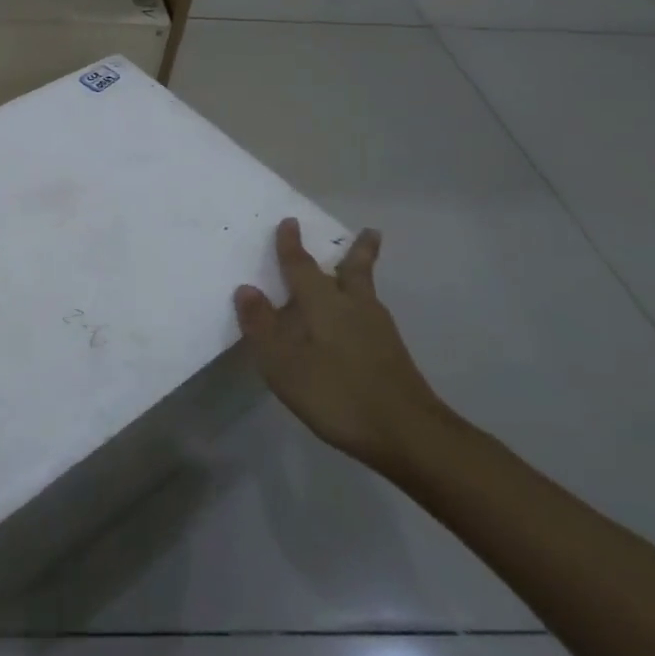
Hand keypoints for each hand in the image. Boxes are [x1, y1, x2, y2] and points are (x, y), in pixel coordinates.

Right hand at [235, 220, 443, 470]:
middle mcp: (354, 307)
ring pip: (367, 291)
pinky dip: (364, 303)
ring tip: (360, 267)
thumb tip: (246, 288)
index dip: (291, 246)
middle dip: (357, 250)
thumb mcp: (283, 364)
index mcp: (323, 304)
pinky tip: (359, 320)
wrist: (408, 433)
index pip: (302, 267)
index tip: (290, 222)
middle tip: (369, 231)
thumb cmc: (336, 393)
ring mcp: (378, 330)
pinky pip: (372, 314)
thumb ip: (262, 326)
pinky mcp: (391, 353)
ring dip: (362, 273)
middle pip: (354, 271)